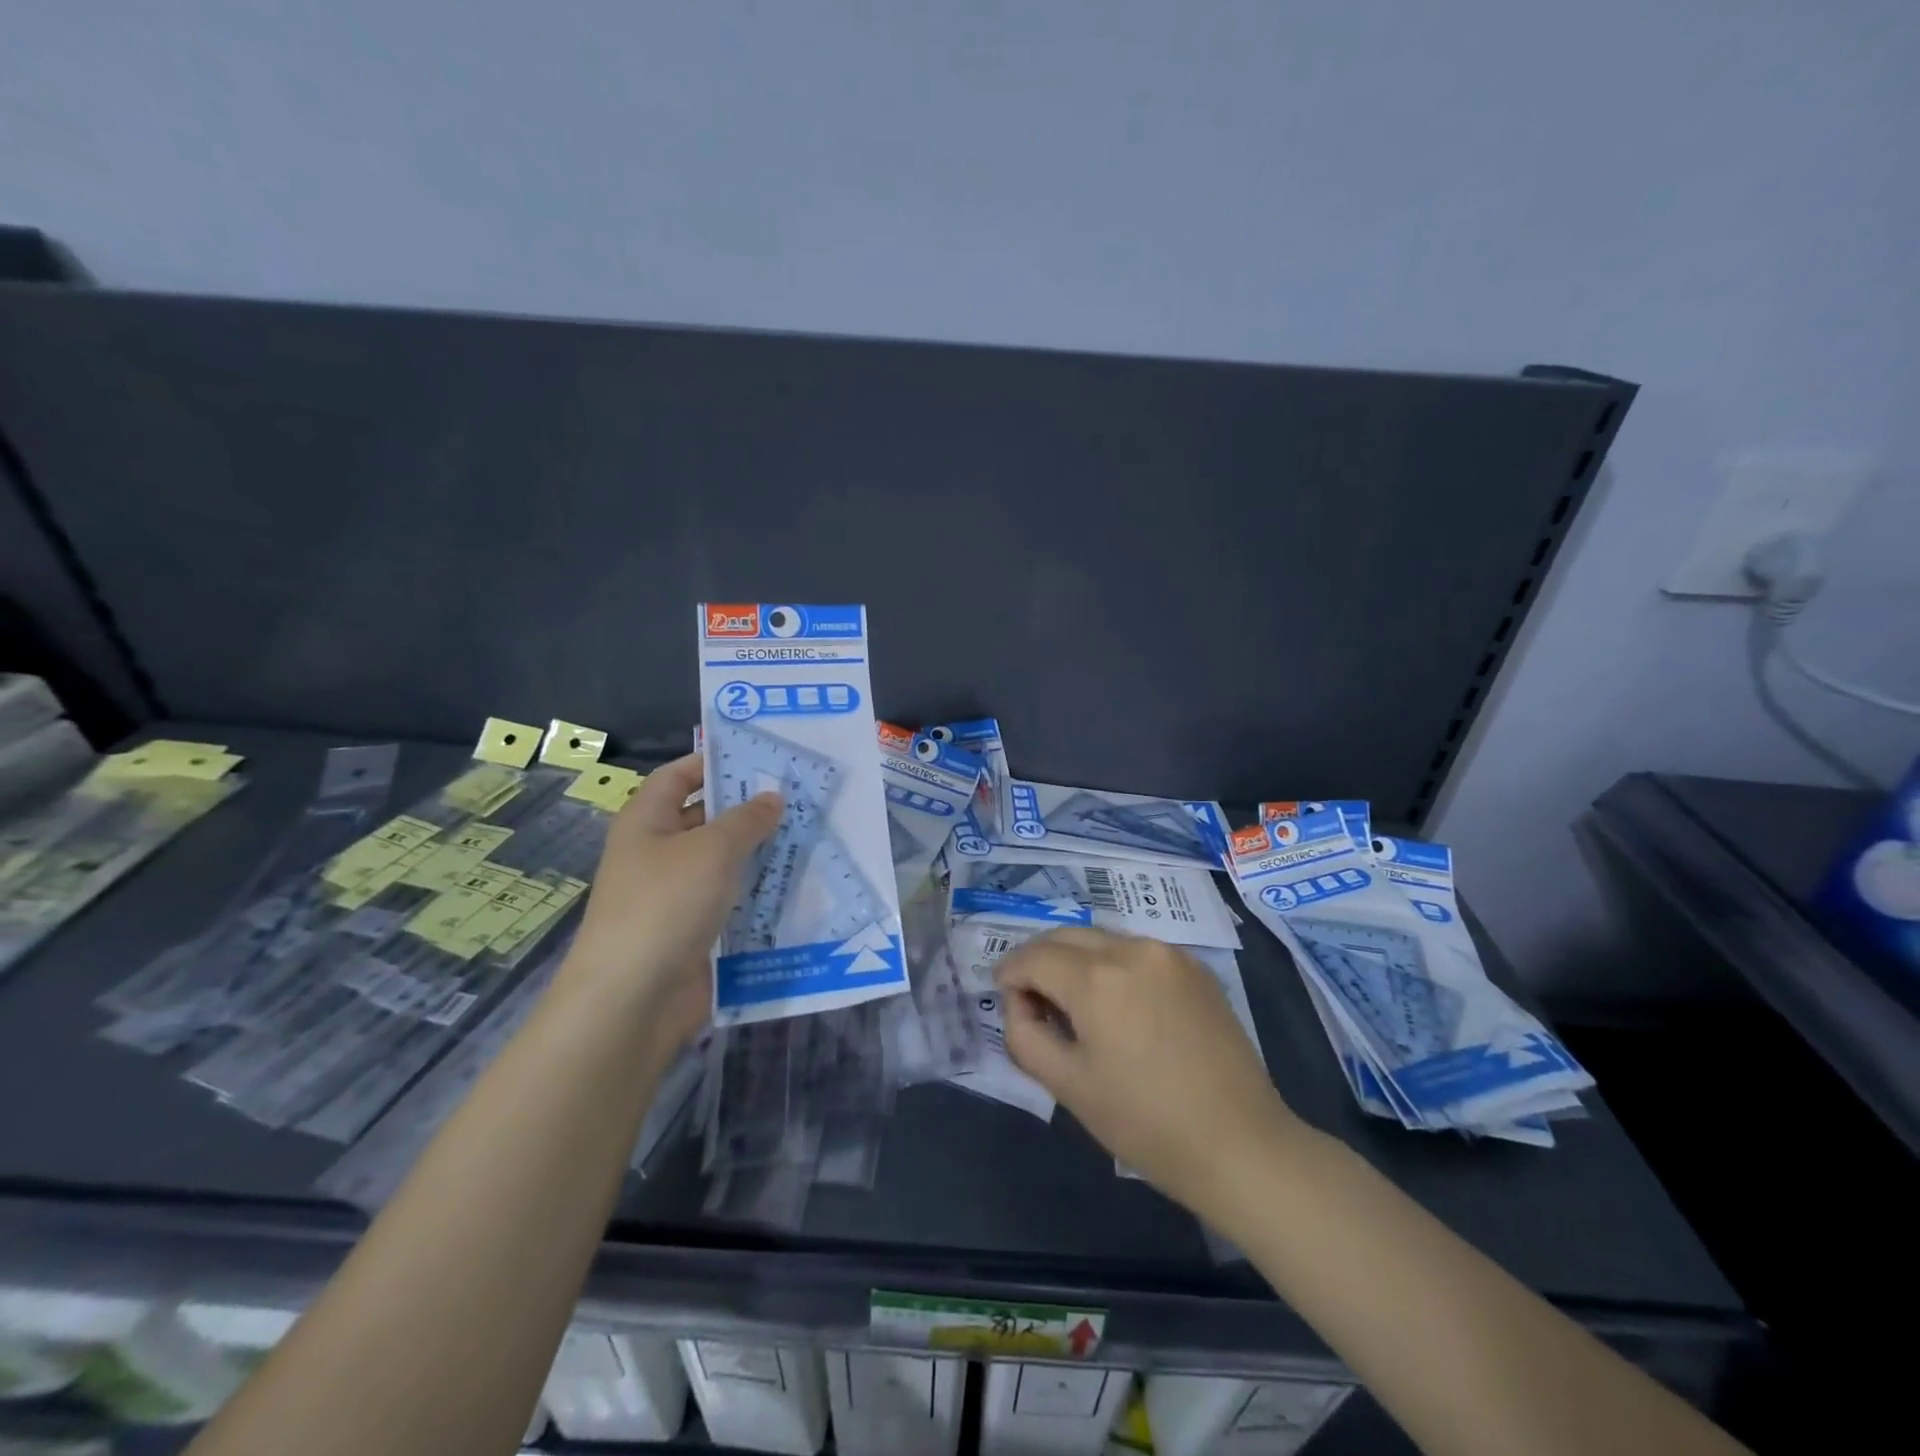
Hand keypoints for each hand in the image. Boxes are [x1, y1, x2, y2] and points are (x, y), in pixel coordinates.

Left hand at [555, 754, 780, 1053]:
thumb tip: (772, 797)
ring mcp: (675, 896)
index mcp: (647, 822)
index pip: (678, 776)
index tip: (760, 758)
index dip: (712, 762)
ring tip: (810, 836)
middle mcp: (657, 853)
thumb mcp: (712, 849)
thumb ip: (747, 819)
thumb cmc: (666, 905)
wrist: (633, 999)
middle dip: (748, 809)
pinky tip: (797, 886)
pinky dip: (759, 893)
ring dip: (760, 852)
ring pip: (723, 863)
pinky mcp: (694, 931)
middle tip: (800, 798)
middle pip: (705, 818)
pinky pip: (731, 901)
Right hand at [995, 927, 1307, 1214]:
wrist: (1241, 1145)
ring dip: (1076, 960)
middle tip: (1032, 998)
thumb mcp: (1068, 1085)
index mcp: (1096, 979)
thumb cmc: (1145, 1124)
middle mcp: (1131, 949)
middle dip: (1039, 960)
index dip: (1010, 973)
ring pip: (1101, 939)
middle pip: (1066, 936)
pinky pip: (1136, 951)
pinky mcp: (1195, 967)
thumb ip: (1025, 1034)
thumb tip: (1019, 1002)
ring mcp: (1168, 954)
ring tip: (1074, 1004)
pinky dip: (1113, 965)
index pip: (1033, 956)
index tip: (1004, 997)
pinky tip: (1118, 1004)